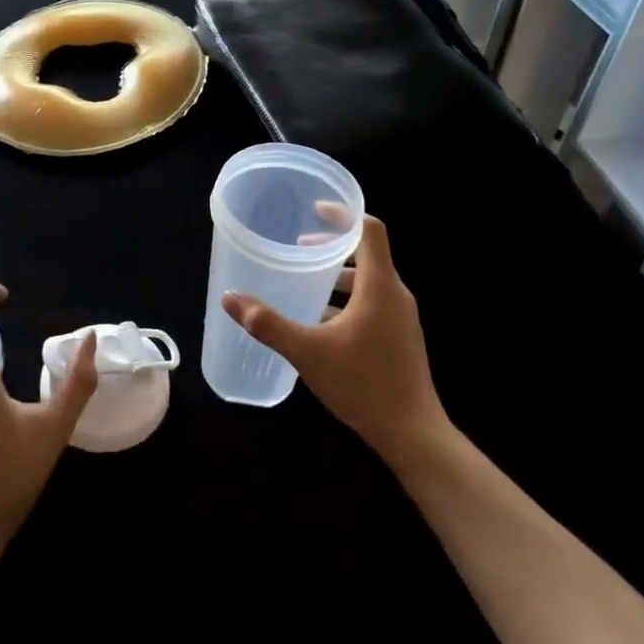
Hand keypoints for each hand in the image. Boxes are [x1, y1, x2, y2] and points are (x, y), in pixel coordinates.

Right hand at [223, 216, 449, 469]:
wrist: (412, 433)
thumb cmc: (362, 384)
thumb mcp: (307, 351)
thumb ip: (268, 323)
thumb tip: (230, 298)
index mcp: (380, 285)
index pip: (369, 230)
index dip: (343, 215)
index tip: (315, 210)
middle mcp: (395, 294)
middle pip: (367, 254)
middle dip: (332, 248)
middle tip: (299, 251)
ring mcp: (402, 318)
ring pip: (369, 282)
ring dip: (338, 277)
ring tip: (305, 286)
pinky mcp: (401, 338)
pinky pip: (373, 304)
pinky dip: (347, 301)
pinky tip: (321, 324)